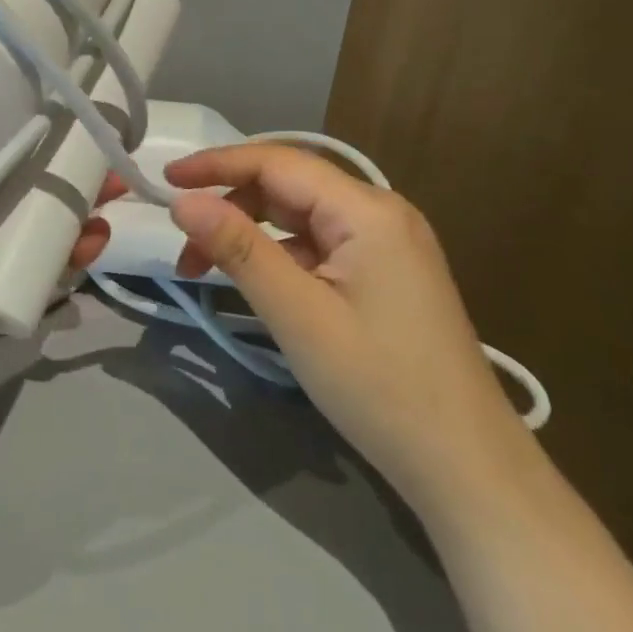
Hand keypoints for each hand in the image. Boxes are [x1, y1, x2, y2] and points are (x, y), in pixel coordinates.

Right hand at [165, 145, 532, 515]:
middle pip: (288, 186)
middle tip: (183, 244)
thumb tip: (182, 201)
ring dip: (249, 233)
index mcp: (367, 210)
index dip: (216, 164)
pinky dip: (277, 256)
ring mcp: (386, 245)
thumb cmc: (381, 387)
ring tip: (205, 269)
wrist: (467, 469)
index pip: (276, 162)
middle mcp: (379, 213)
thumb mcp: (298, 315)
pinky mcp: (384, 275)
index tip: (165, 178)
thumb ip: (239, 249)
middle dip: (230, 205)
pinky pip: (317, 246)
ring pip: (299, 217)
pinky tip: (253, 283)